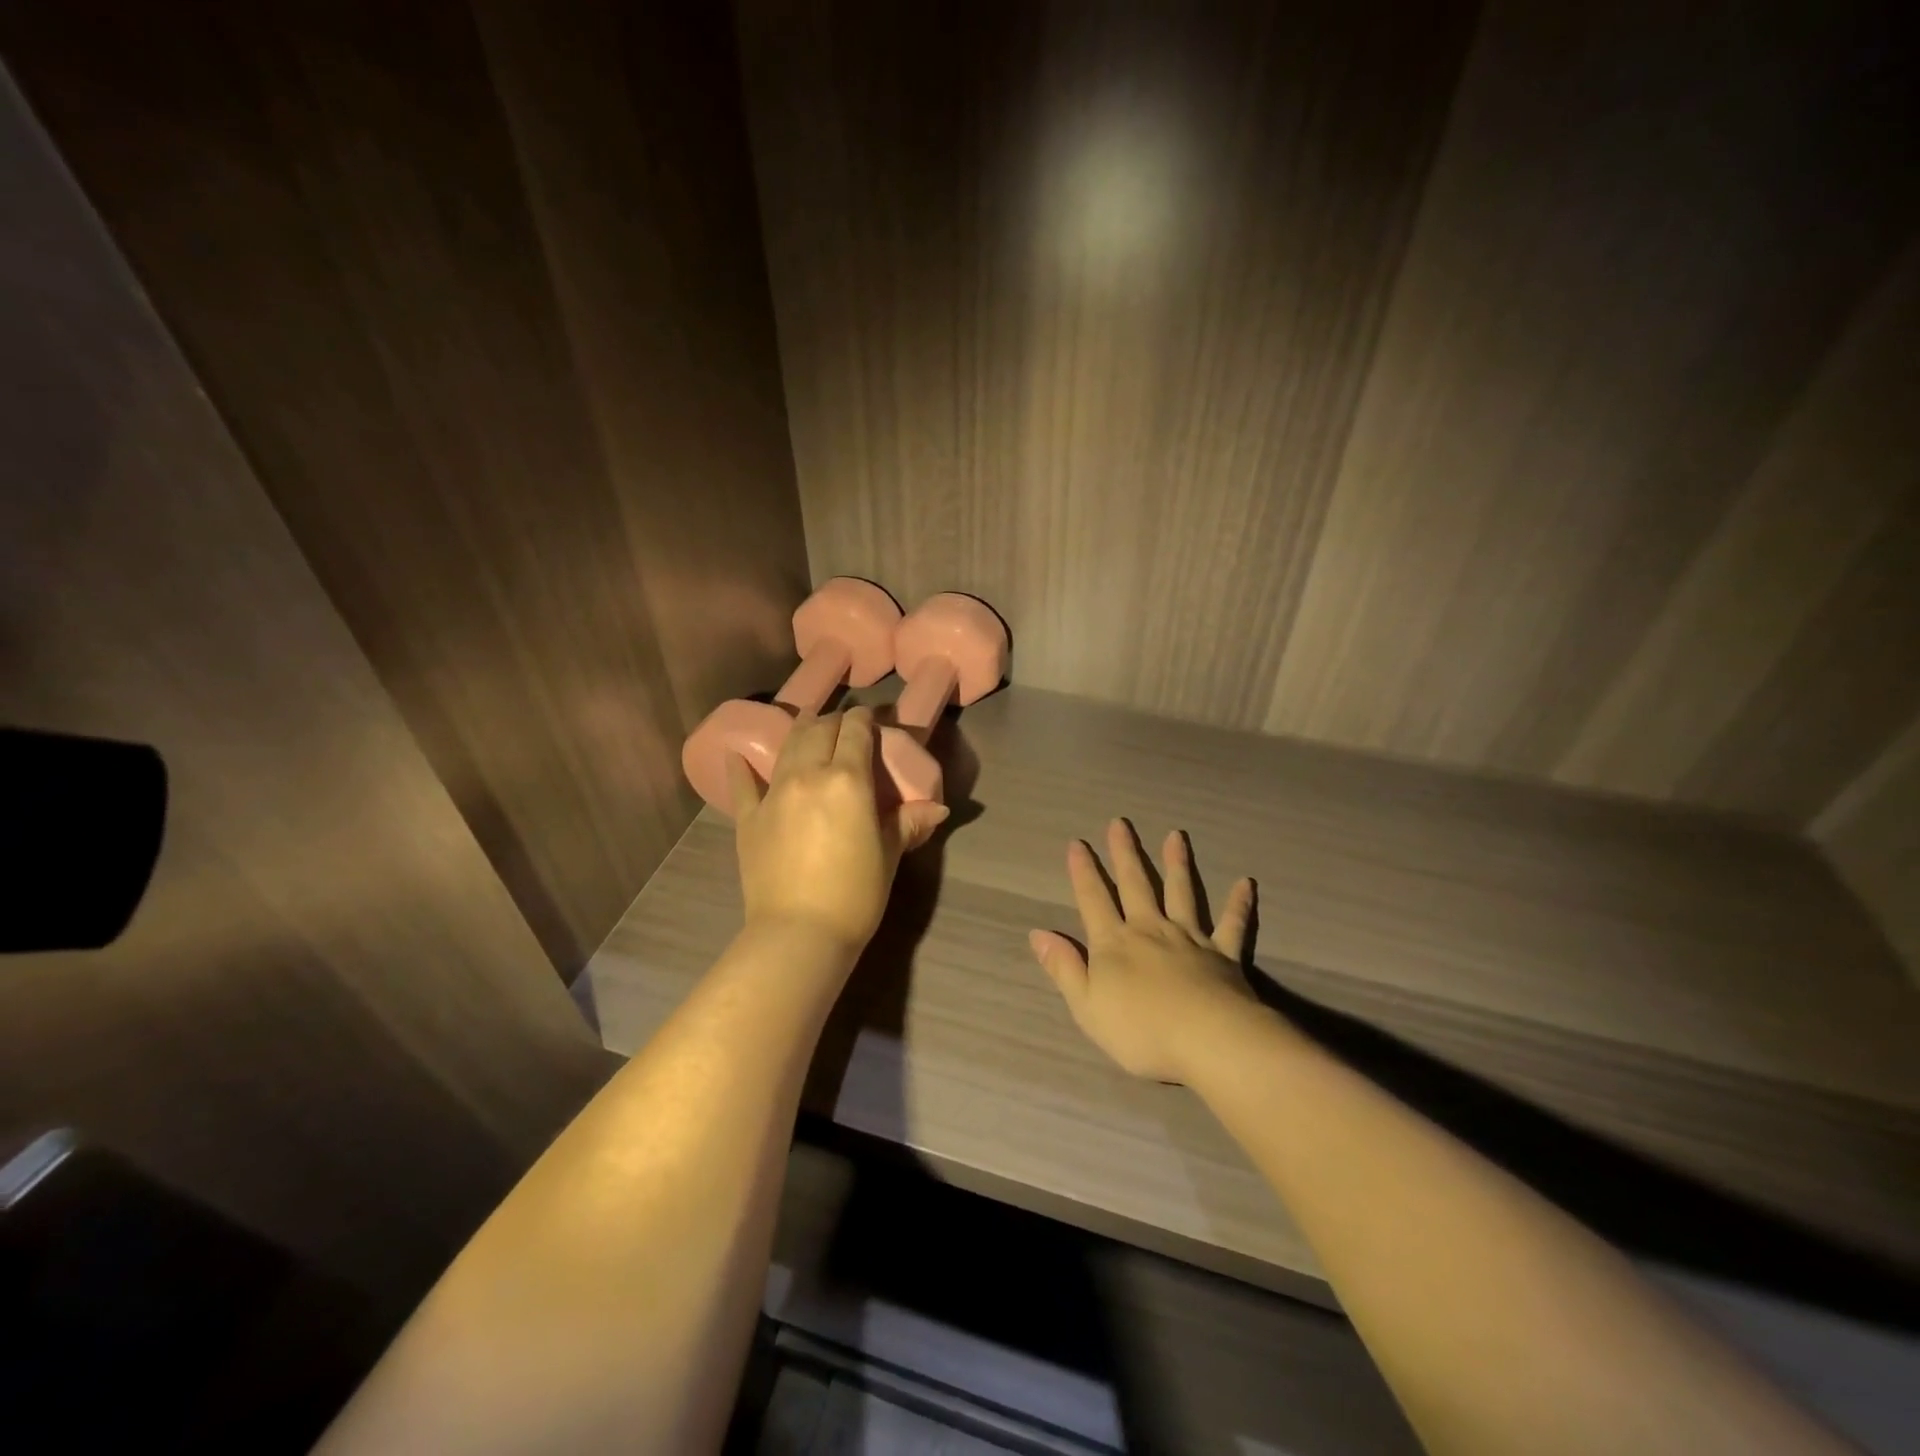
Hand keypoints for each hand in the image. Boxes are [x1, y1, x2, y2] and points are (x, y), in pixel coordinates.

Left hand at [729, 707, 949, 953]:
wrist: (799, 934)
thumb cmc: (855, 895)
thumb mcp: (888, 856)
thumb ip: (908, 823)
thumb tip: (939, 809)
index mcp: (848, 780)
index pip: (855, 732)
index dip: (864, 720)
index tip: (870, 719)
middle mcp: (808, 775)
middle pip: (819, 731)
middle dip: (833, 722)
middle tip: (843, 727)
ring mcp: (773, 794)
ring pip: (787, 747)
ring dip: (800, 732)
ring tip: (807, 726)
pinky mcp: (748, 817)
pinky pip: (743, 783)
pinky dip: (741, 767)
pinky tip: (736, 755)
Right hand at [1030, 819, 1256, 1082]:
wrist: (1208, 1040)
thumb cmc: (1140, 1030)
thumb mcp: (1086, 1005)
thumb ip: (1064, 968)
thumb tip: (1038, 934)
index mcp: (1115, 944)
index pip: (1093, 900)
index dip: (1083, 872)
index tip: (1077, 843)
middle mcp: (1150, 930)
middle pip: (1136, 885)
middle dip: (1125, 853)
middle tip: (1120, 823)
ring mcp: (1190, 938)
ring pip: (1182, 893)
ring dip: (1177, 863)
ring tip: (1175, 835)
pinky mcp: (1224, 954)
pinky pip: (1232, 924)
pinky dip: (1238, 904)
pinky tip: (1245, 883)